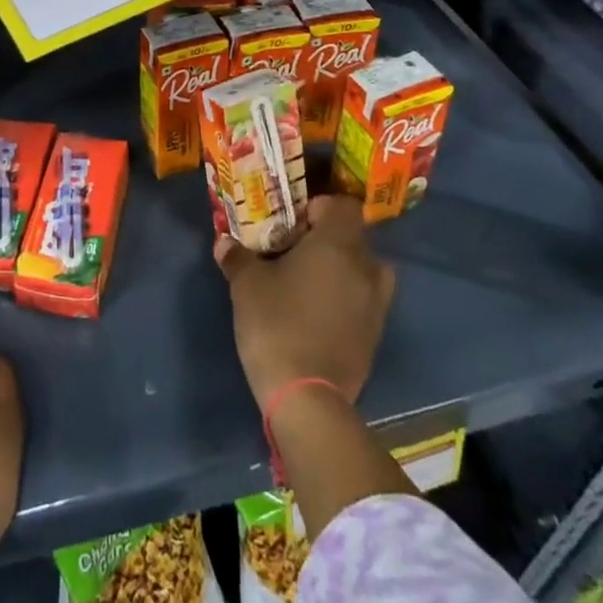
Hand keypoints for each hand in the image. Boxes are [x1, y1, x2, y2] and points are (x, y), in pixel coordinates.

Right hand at [215, 193, 395, 410]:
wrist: (307, 397)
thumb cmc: (277, 324)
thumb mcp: (247, 285)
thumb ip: (238, 257)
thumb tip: (224, 242)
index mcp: (338, 244)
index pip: (344, 205)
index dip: (320, 207)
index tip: (294, 223)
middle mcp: (366, 267)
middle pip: (354, 236)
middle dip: (327, 239)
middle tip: (294, 251)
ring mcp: (377, 303)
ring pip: (363, 269)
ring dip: (342, 269)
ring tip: (309, 282)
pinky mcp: (376, 335)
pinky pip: (364, 300)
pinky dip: (347, 298)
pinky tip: (317, 313)